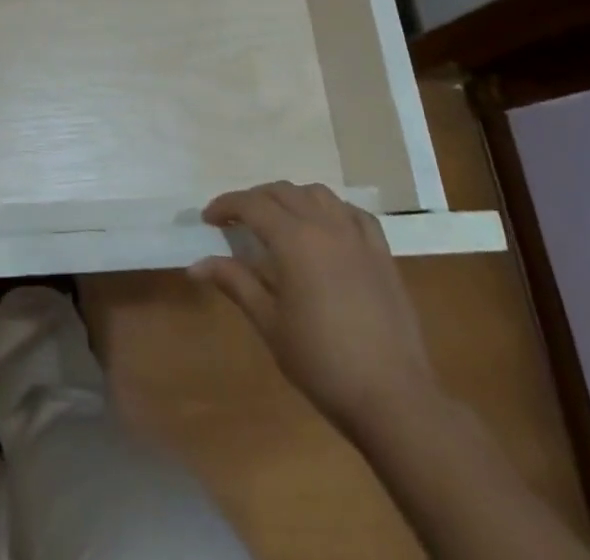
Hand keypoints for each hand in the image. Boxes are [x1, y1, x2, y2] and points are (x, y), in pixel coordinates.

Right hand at [194, 183, 440, 441]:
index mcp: (293, 239)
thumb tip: (196, 264)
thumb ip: (235, 283)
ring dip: (292, 198)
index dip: (226, 205)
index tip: (209, 218)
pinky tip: (327, 227)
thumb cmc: (322, 362)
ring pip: (318, 194)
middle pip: (283, 191)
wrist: (393, 398)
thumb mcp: (270, 323)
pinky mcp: (382, 254)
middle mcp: (324, 225)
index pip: (252, 204)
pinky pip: (354, 214)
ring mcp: (357, 237)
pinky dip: (333, 210)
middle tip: (237, 220)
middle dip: (255, 199)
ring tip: (280, 220)